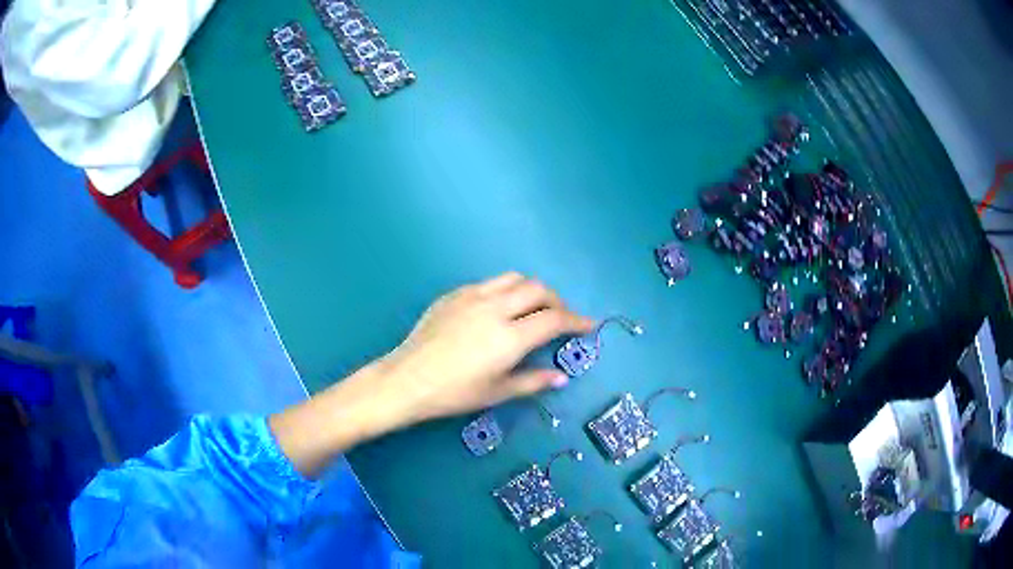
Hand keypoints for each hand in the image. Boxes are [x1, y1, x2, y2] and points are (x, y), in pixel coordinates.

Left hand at [270, 273, 592, 478]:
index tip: (588, 325)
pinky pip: (488, 284)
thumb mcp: (496, 392)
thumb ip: (533, 381)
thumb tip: (561, 377)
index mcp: (509, 336)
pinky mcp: (454, 294)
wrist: (407, 379)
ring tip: (533, 308)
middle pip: (538, 290)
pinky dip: (505, 291)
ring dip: (531, 290)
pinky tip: (498, 310)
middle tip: (561, 319)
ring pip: (513, 279)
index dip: (576, 321)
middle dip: (556, 301)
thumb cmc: (453, 393)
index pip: (554, 319)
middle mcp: (495, 308)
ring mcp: (472, 296)